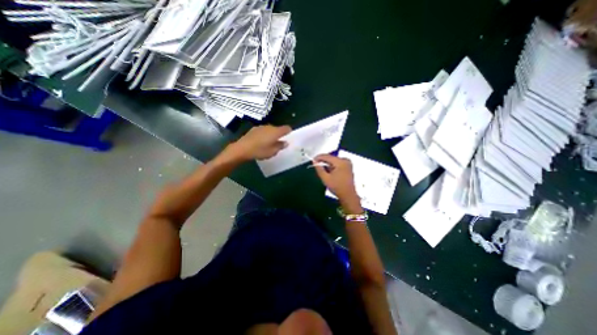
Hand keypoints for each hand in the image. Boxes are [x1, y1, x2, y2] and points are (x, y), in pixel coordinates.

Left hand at [224, 125, 291, 161]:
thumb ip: (280, 146)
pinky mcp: (254, 129)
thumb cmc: (260, 151)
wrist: (242, 149)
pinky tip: (260, 142)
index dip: (289, 131)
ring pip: (270, 129)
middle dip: (279, 134)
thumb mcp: (272, 152)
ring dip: (271, 135)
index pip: (286, 128)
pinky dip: (264, 135)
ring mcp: (261, 127)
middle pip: (278, 129)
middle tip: (278, 143)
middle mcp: (269, 127)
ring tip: (269, 143)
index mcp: (276, 132)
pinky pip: (263, 131)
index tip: (289, 137)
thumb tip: (286, 142)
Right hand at [315, 154, 360, 212]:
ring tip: (323, 171)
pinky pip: (338, 163)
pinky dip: (332, 166)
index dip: (318, 157)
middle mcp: (345, 160)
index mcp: (340, 162)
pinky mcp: (348, 166)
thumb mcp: (325, 178)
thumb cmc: (337, 187)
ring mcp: (348, 163)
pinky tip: (330, 172)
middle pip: (331, 158)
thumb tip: (314, 161)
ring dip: (328, 164)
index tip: (312, 161)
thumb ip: (319, 169)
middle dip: (323, 161)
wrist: (348, 195)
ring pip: (334, 161)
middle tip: (317, 167)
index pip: (327, 156)